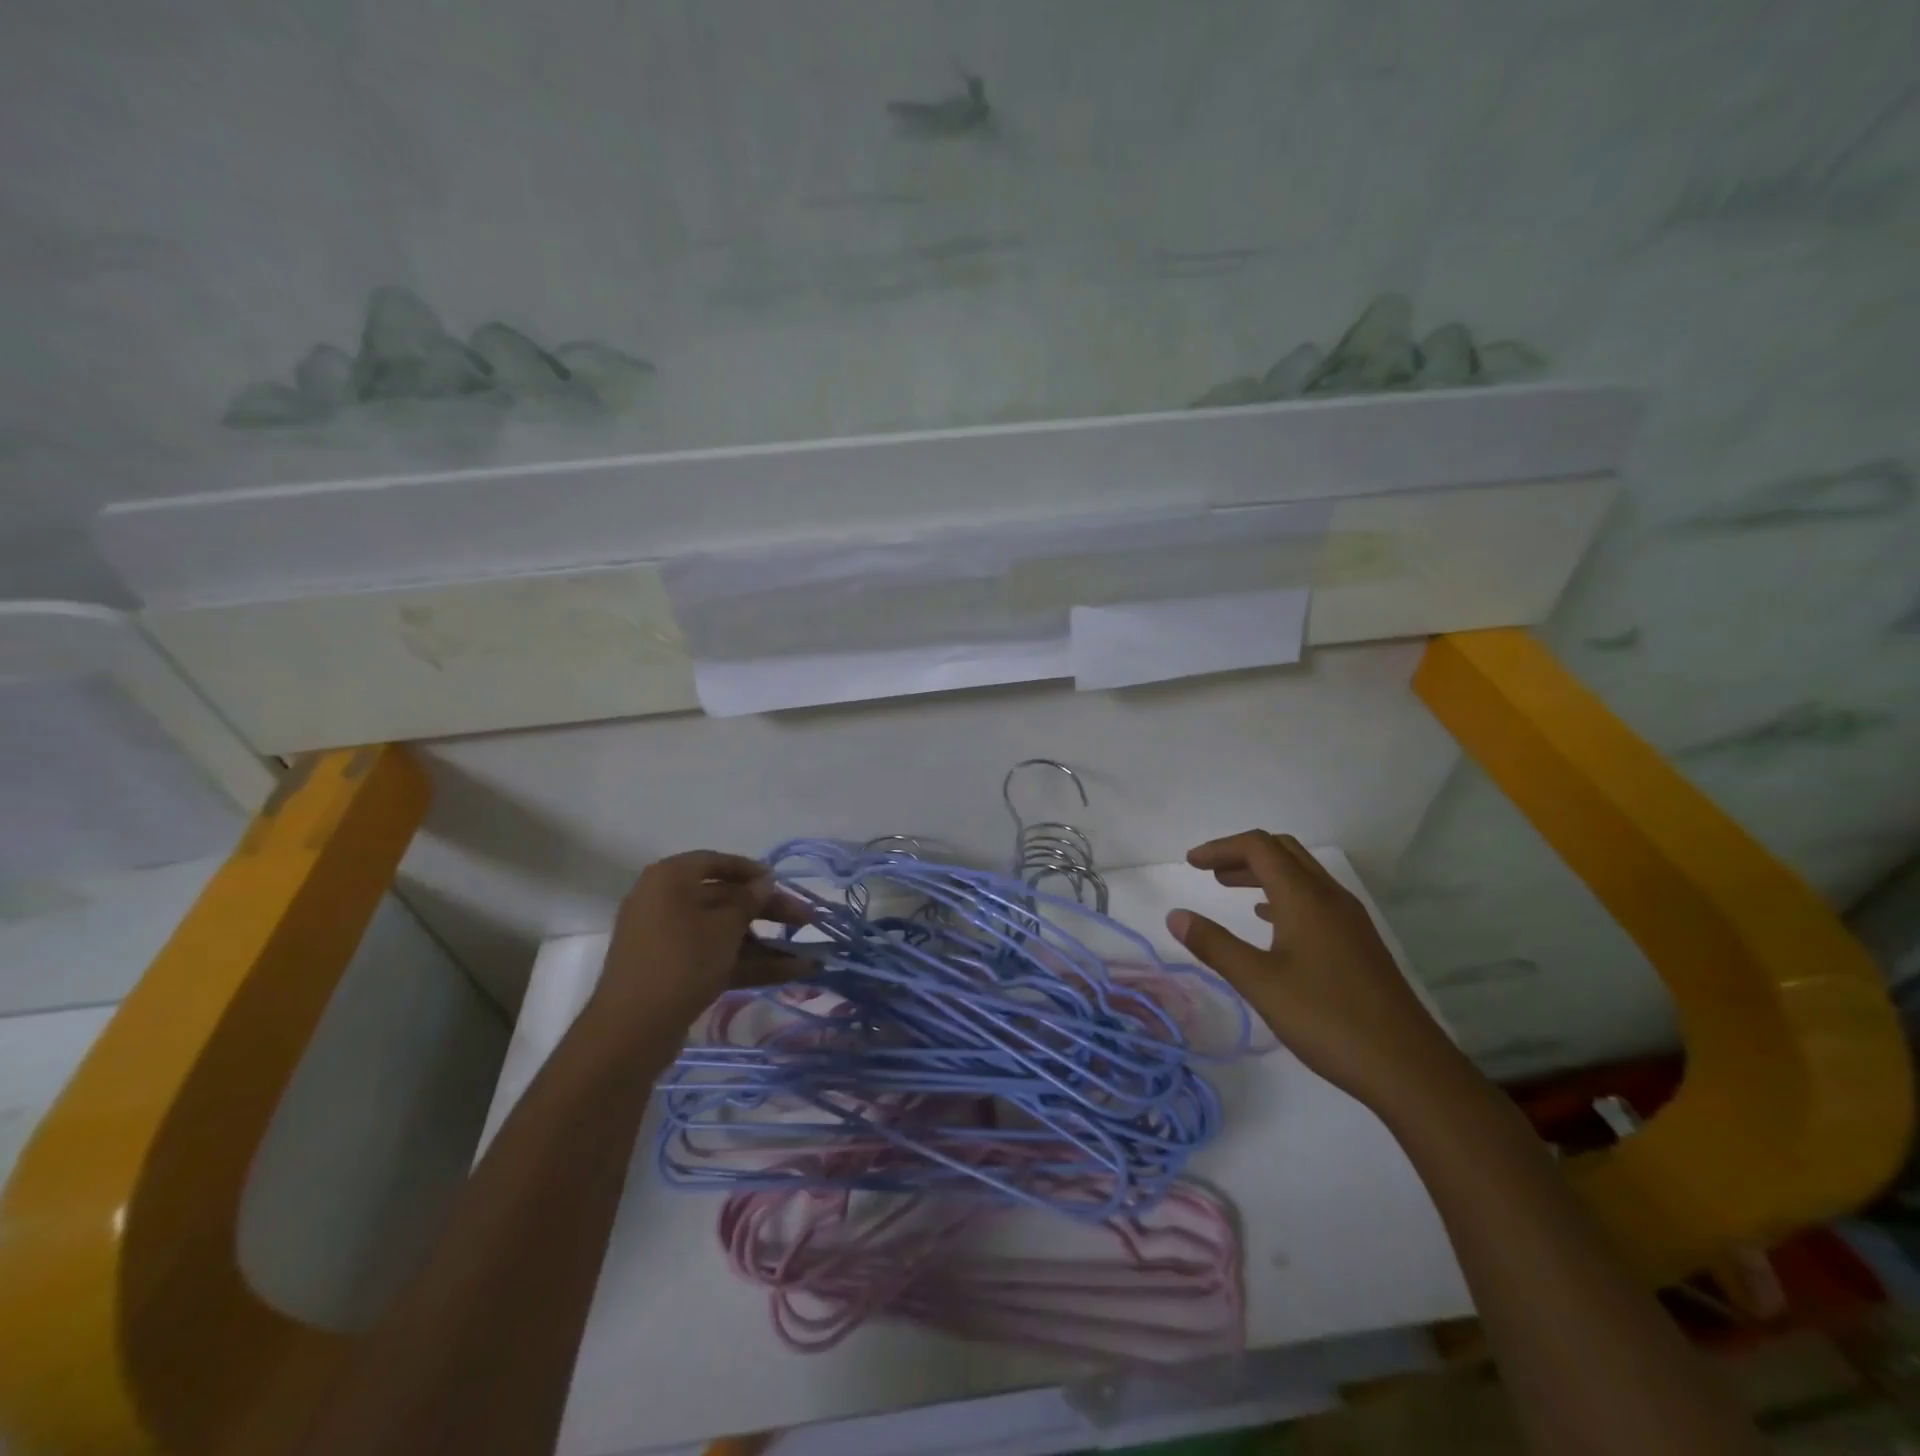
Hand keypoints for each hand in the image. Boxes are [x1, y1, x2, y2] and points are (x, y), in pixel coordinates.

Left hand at [591, 851, 810, 1031]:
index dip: (751, 871)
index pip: (716, 862)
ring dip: (766, 943)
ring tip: (808, 956)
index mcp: (670, 879)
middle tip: (806, 920)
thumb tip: (763, 882)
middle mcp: (666, 903)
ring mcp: (670, 940)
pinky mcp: (676, 972)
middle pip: (726, 900)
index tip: (781, 882)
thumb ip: (749, 900)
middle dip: (769, 911)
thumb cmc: (681, 960)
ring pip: (725, 933)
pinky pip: (717, 958)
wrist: (632, 1030)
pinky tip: (791, 973)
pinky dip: (750, 963)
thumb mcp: (724, 926)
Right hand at [1167, 831, 1463, 1113]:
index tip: (1191, 863)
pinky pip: (1315, 899)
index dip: (1221, 848)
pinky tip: (1270, 923)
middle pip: (1283, 851)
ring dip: (1263, 873)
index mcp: (1305, 898)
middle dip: (1242, 854)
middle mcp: (1330, 898)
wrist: (1408, 1067)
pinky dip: (1284, 896)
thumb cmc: (1327, 1019)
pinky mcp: (1359, 943)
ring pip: (1302, 875)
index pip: (1259, 847)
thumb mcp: (1259, 982)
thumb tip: (1175, 916)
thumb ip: (1214, 945)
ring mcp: (1350, 920)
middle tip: (1209, 872)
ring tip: (1230, 889)